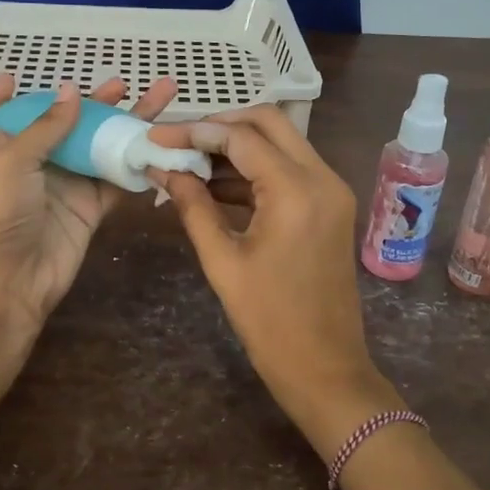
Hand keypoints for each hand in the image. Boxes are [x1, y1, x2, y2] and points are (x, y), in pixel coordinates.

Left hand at [0, 71, 177, 329]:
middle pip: (64, 125)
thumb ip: (48, 126)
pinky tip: (159, 142)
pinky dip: (136, 163)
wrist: (8, 278)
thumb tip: (74, 90)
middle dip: (92, 103)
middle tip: (122, 83)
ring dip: (124, 125)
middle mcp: (32, 163)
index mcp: (0, 147)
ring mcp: (65, 185)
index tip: (12, 78)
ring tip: (158, 99)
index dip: (0, 99)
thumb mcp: (12, 158)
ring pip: (99, 147)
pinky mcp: (89, 208)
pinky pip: (116, 179)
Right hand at [157, 107, 390, 454]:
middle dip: (221, 125)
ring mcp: (332, 190)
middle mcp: (322, 177)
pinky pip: (290, 169)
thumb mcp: (222, 261)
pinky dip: (255, 169)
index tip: (157, 137)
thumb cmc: (269, 321)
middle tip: (179, 141)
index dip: (195, 132)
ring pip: (282, 142)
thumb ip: (192, 206)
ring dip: (238, 146)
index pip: (241, 137)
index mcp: (296, 190)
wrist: (325, 367)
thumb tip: (163, 169)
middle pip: (269, 122)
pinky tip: (216, 186)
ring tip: (189, 163)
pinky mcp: (331, 206)